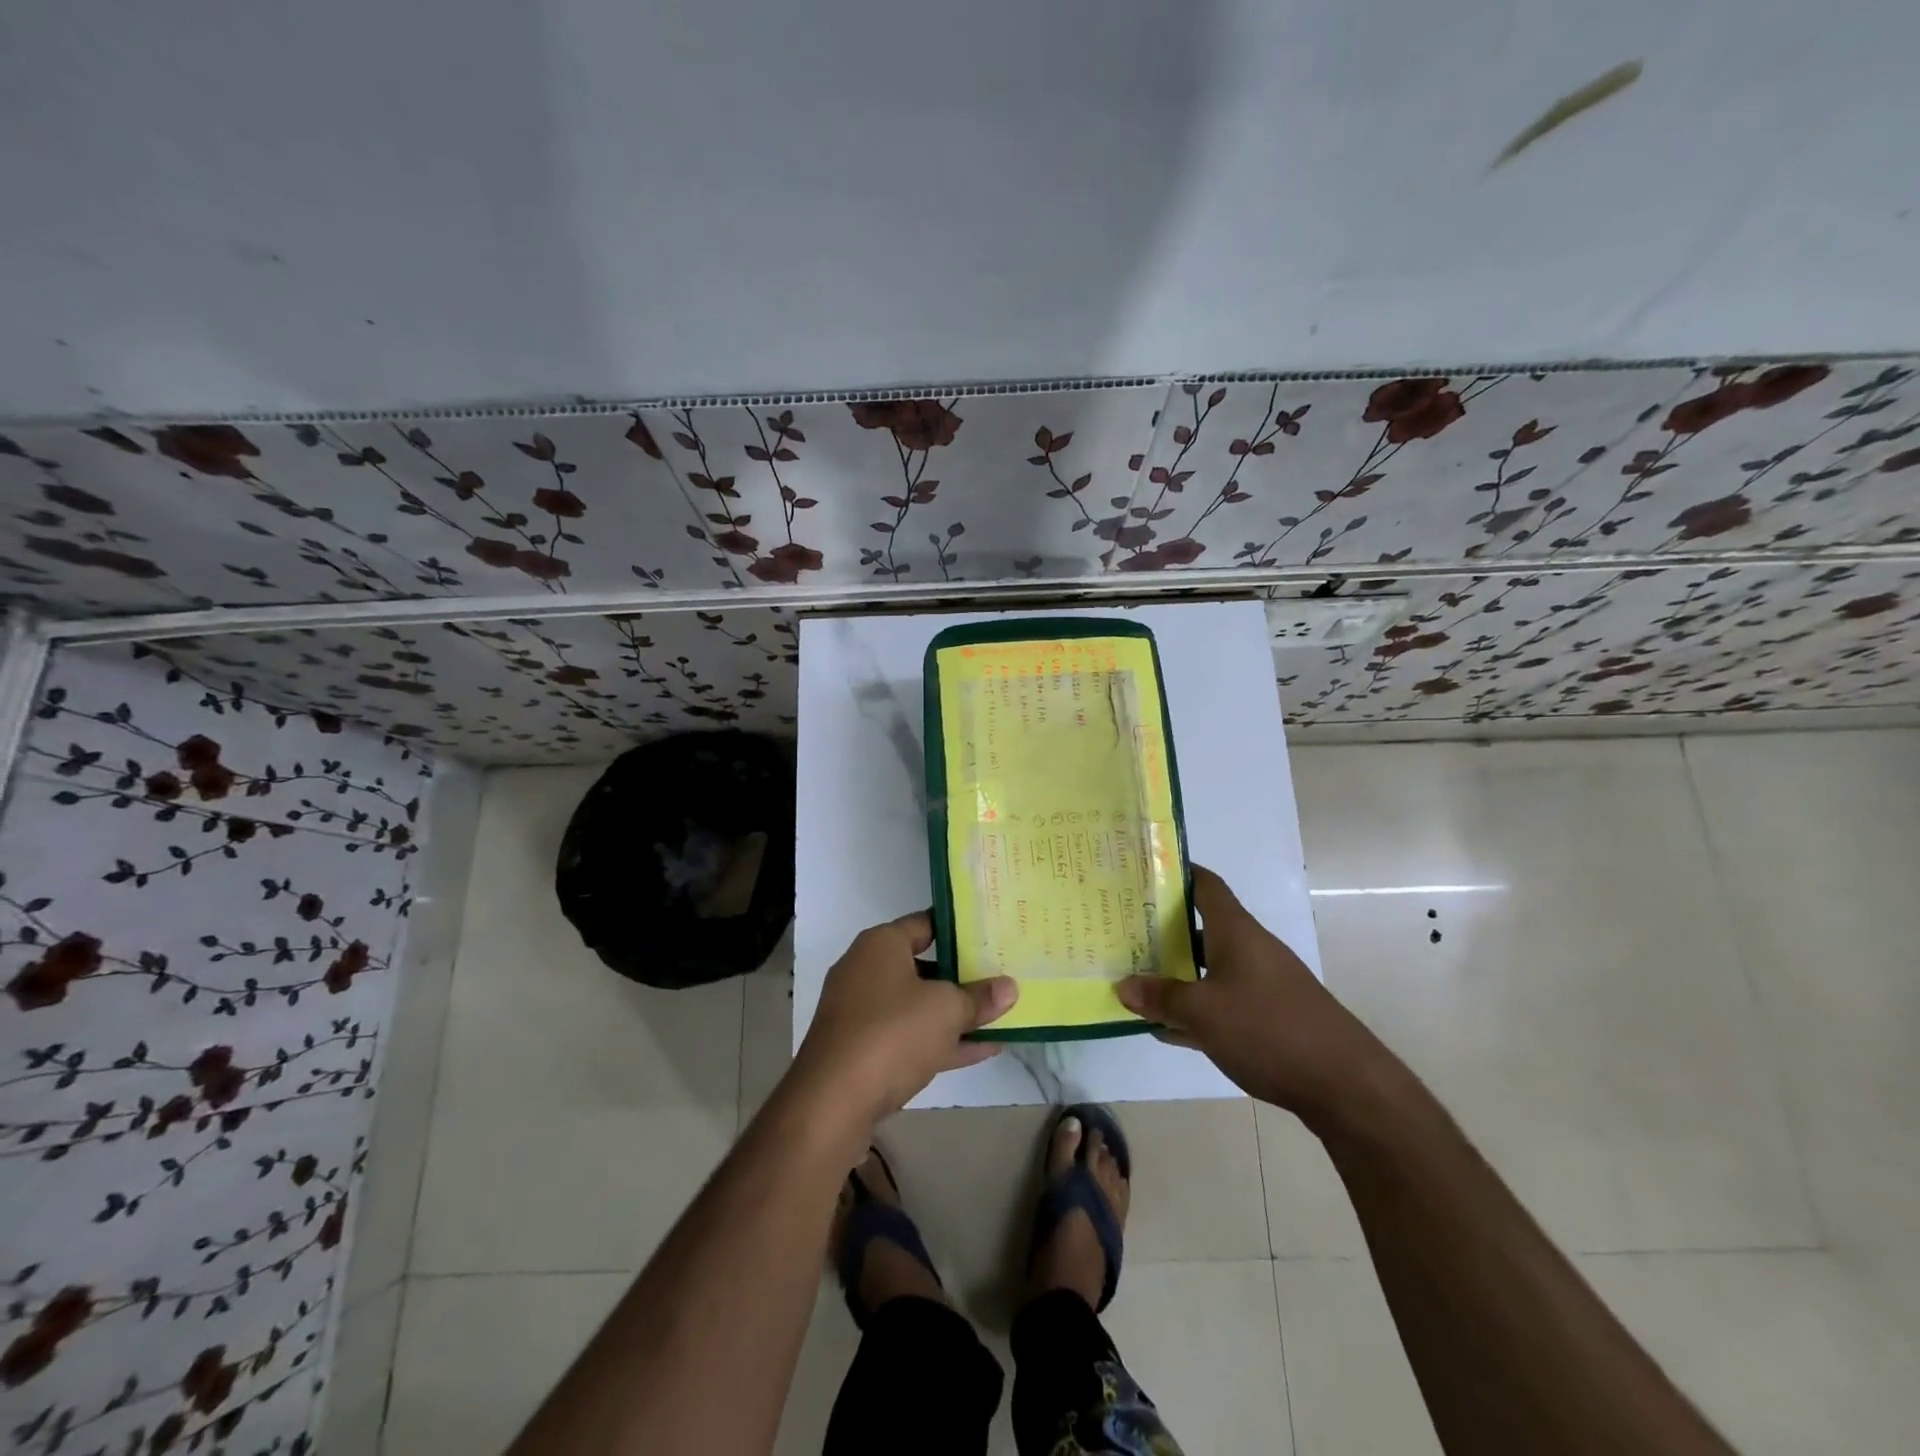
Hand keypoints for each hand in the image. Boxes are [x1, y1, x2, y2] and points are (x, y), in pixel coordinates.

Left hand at [790, 912, 1017, 1130]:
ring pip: (918, 1004)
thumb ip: (979, 997)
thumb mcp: (946, 1010)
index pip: (925, 923)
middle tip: (1001, 975)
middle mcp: (866, 970)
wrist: (831, 1102)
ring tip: (1000, 1015)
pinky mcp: (862, 1050)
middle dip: (961, 974)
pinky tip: (983, 1050)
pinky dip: (941, 1040)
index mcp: (881, 944)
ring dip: (955, 1012)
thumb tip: (1010, 987)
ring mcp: (861, 1012)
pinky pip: (909, 1036)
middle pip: (923, 964)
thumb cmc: (891, 1033)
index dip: (959, 929)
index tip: (991, 935)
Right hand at [1116, 867, 1383, 1120]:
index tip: (1141, 872)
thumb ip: (1161, 997)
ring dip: (1175, 973)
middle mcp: (1249, 949)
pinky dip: (1194, 1009)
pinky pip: (1220, 1002)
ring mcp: (1260, 984)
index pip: (1204, 884)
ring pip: (1207, 968)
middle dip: (1161, 929)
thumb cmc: (1269, 1029)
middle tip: (1121, 931)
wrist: (1346, 1085)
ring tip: (1133, 978)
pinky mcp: (1268, 1017)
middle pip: (1199, 927)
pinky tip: (1166, 1029)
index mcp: (1236, 931)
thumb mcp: (1203, 1013)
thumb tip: (1123, 985)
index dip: (1175, 872)